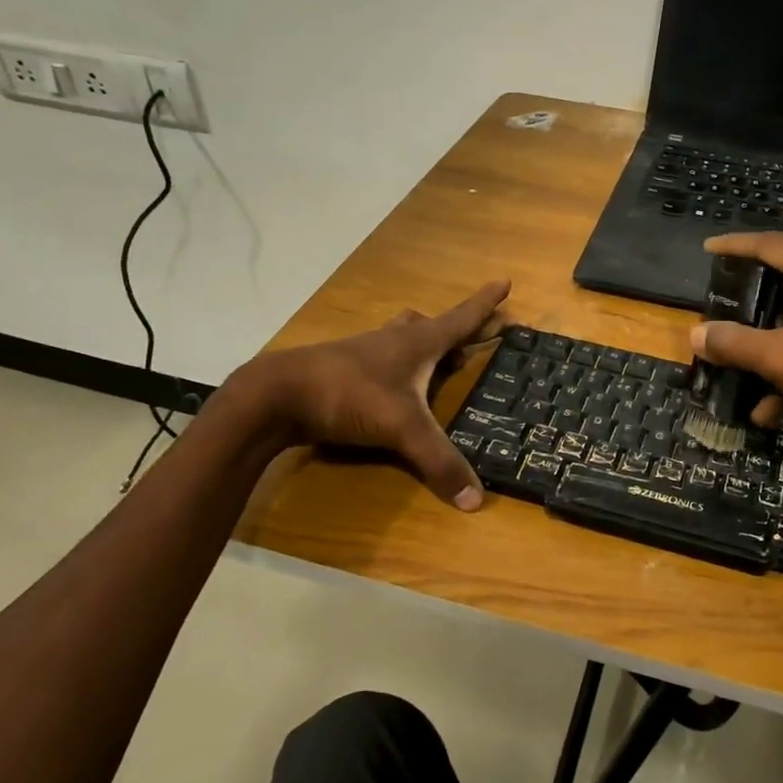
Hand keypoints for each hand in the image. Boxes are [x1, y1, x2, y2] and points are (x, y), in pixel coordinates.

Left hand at [233, 280, 510, 509]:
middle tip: (477, 339)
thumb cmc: (350, 395)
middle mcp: (395, 340)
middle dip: (459, 329)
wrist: (278, 394)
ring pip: (404, 337)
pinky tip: (395, 385)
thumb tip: (476, 500)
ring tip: (439, 361)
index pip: (462, 318)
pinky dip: (398, 364)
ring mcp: (366, 352)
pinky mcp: (344, 369)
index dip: (486, 303)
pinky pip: (382, 358)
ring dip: (426, 344)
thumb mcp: (402, 428)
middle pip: (434, 325)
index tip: (505, 281)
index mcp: (418, 343)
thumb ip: (439, 461)